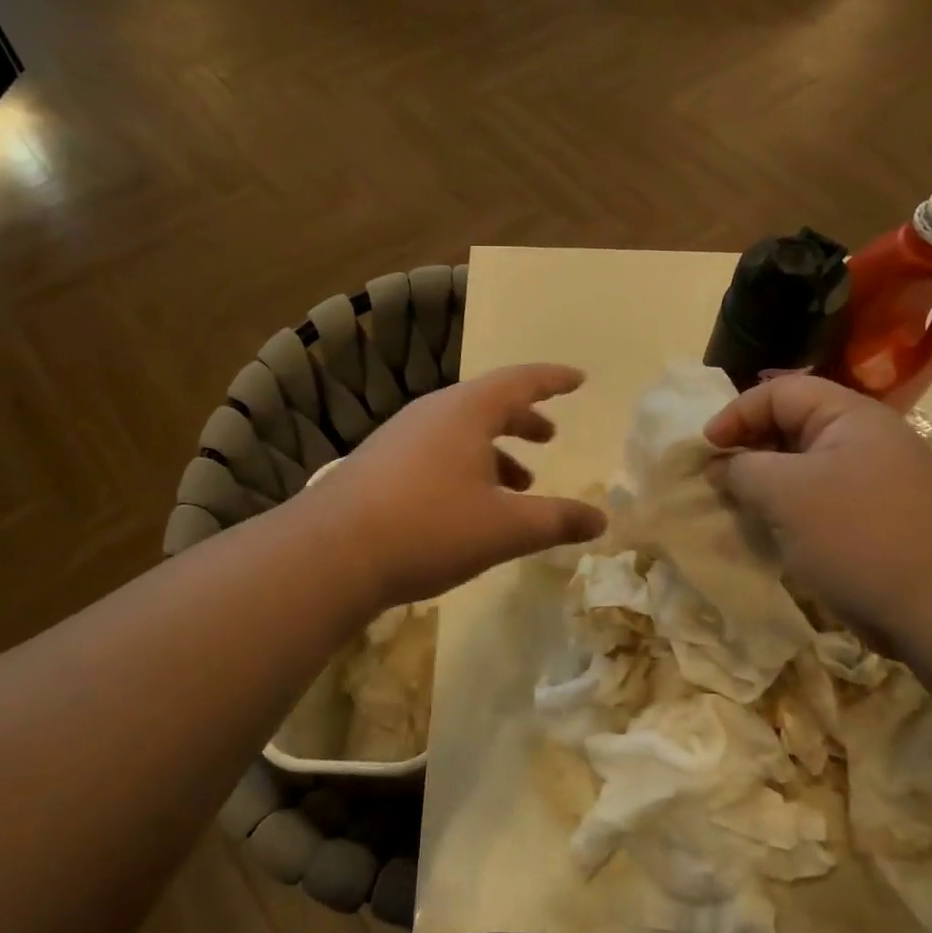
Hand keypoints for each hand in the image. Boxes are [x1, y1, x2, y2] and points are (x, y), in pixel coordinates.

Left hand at [308, 364, 607, 608]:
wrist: (330, 552)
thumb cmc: (428, 527)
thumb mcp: (504, 528)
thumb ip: (556, 520)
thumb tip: (601, 520)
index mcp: (467, 411)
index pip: (521, 381)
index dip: (553, 380)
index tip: (578, 380)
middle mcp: (433, 413)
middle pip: (489, 404)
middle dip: (523, 420)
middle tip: (548, 437)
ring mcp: (401, 436)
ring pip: (461, 431)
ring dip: (495, 451)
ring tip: (519, 485)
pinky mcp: (380, 463)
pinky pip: (437, 451)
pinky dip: (466, 466)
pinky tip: (468, 505)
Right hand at [703, 376, 931, 640]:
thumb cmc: (856, 536)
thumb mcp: (785, 494)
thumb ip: (742, 470)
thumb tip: (721, 467)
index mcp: (851, 416)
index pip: (780, 392)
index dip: (736, 413)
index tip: (706, 448)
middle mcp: (868, 438)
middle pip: (794, 424)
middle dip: (750, 446)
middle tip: (719, 477)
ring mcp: (878, 479)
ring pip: (806, 464)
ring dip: (767, 480)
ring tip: (740, 504)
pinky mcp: (879, 517)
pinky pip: (823, 497)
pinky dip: (791, 506)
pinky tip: (775, 530)